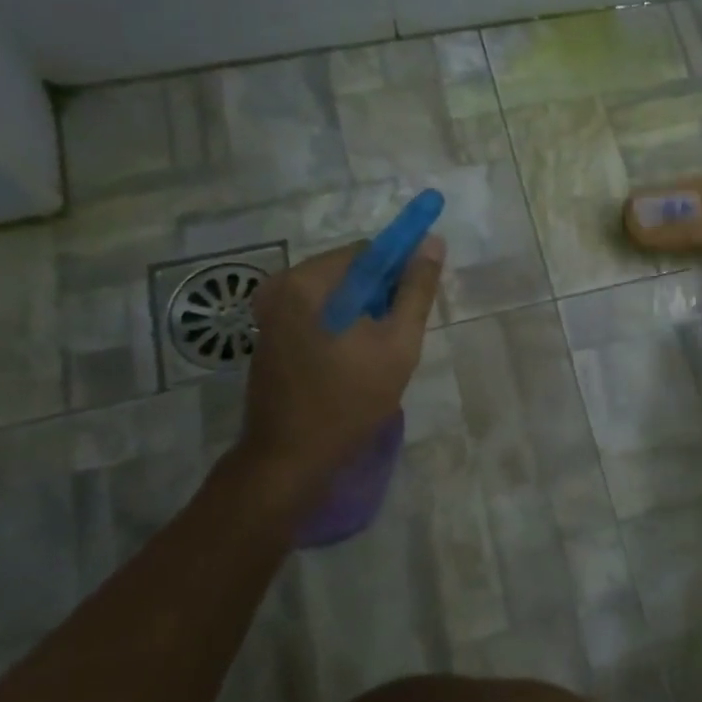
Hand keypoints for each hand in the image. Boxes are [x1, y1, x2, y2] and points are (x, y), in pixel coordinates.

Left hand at [230, 236, 444, 490]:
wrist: (289, 460)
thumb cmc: (348, 400)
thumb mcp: (398, 343)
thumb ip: (417, 289)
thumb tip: (432, 241)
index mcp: (307, 280)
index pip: (369, 252)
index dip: (400, 271)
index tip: (417, 303)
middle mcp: (281, 286)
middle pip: (350, 272)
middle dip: (381, 296)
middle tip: (399, 335)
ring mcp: (270, 313)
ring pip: (336, 296)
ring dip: (363, 314)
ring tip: (379, 353)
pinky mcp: (269, 337)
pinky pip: (317, 315)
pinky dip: (342, 327)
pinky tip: (353, 361)